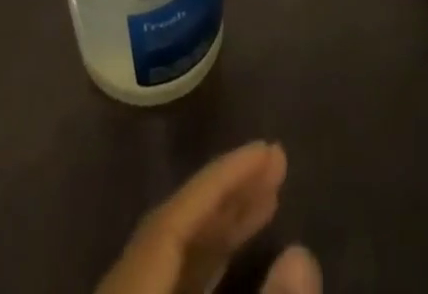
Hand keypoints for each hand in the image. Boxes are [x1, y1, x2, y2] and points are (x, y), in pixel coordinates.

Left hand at [96, 142, 320, 293]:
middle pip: (174, 230)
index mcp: (128, 284)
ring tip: (269, 195)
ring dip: (223, 228)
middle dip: (227, 194)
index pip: (174, 215)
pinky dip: (210, 266)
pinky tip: (239, 251)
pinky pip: (173, 285)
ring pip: (174, 260)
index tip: (267, 148)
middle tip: (277, 161)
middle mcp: (121, 286)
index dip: (222, 177)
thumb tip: (306, 253)